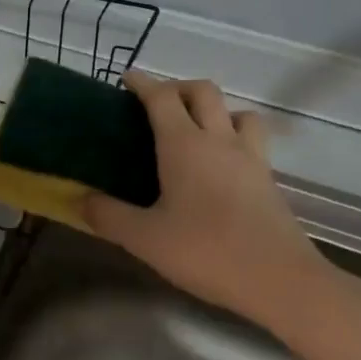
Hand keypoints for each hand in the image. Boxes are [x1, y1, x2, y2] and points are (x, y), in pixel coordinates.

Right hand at [83, 73, 356, 338]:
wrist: (279, 280)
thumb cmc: (206, 251)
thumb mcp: (145, 239)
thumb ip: (108, 215)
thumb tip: (80, 199)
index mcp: (184, 145)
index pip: (162, 97)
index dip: (143, 83)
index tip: (126, 79)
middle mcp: (219, 140)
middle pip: (203, 91)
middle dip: (178, 87)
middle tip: (157, 104)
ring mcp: (251, 158)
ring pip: (236, 112)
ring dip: (215, 110)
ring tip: (196, 131)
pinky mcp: (268, 179)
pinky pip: (251, 140)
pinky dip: (233, 137)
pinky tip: (220, 165)